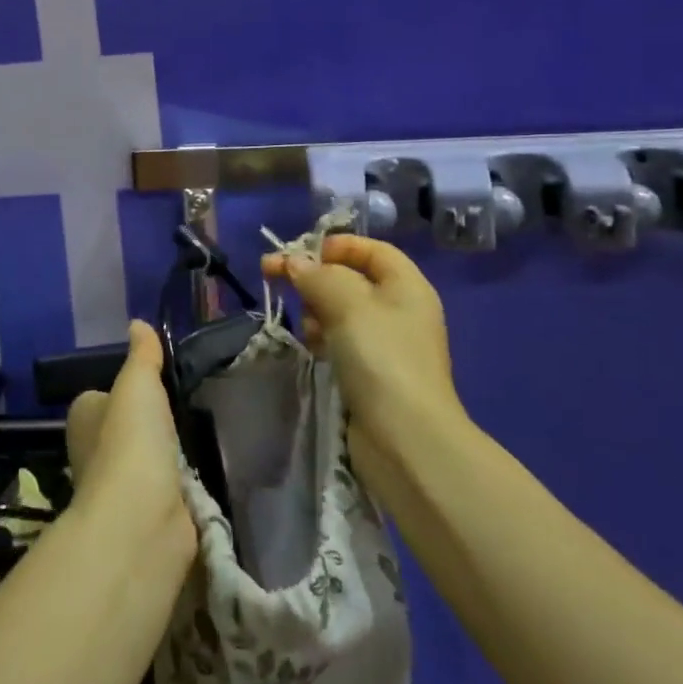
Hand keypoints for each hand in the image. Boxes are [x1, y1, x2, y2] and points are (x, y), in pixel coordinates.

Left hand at [65, 321, 195, 560]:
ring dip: (164, 455)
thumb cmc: (131, 439)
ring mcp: (120, 487)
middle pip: (121, 430)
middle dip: (145, 425)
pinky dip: (178, 484)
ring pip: (143, 460)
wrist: (142, 517)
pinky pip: (165, 489)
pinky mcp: (148, 514)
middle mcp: (93, 453)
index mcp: (83, 419)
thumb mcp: (138, 383)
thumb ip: (142, 355)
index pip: (98, 399)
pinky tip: (197, 474)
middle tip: (180, 408)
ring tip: (194, 436)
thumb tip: (137, 323)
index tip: (150, 384)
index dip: (120, 391)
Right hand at [262, 234, 462, 459]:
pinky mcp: (372, 373)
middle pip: (351, 278)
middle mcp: (400, 309)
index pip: (370, 249)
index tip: (300, 253)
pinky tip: (313, 347)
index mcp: (406, 285)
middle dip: (316, 278)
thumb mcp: (348, 304)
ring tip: (306, 325)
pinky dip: (324, 338)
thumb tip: (294, 262)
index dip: (335, 245)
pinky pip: (341, 341)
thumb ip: (318, 276)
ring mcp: (387, 344)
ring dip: (317, 310)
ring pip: (341, 311)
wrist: (405, 438)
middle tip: (276, 278)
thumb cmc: (381, 358)